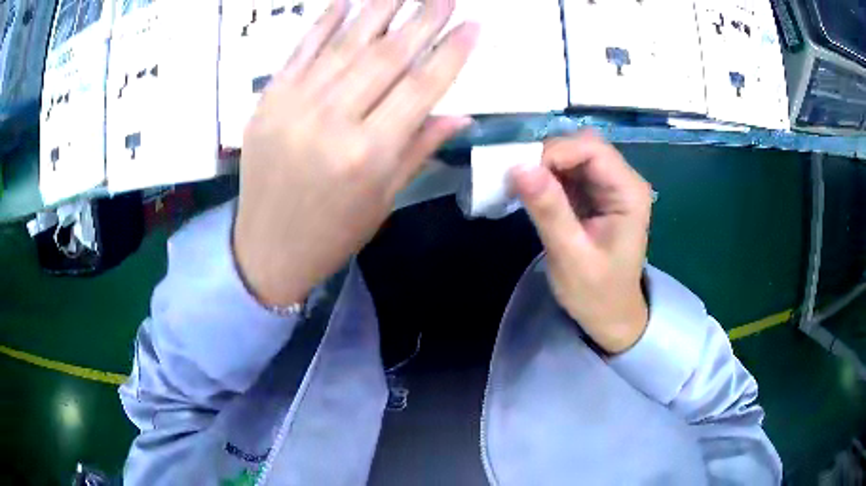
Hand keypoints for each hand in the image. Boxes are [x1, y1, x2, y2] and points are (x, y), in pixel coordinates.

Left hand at [234, 0, 477, 305]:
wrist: (266, 247)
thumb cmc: (332, 232)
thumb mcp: (384, 199)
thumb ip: (419, 148)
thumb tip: (460, 113)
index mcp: (369, 154)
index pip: (420, 88)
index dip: (451, 53)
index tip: (473, 26)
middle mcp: (332, 121)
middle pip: (387, 56)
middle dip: (422, 19)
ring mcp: (295, 104)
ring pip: (346, 44)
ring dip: (380, 9)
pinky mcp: (269, 98)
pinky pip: (302, 50)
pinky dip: (326, 21)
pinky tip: (347, 0)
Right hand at [510, 131, 653, 353]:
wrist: (609, 315)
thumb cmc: (597, 293)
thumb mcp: (570, 256)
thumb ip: (549, 211)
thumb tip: (518, 167)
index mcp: (629, 192)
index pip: (592, 149)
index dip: (555, 152)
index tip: (520, 173)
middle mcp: (622, 180)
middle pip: (581, 146)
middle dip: (546, 157)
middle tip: (515, 180)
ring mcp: (607, 185)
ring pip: (570, 155)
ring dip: (542, 166)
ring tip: (517, 187)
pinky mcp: (593, 193)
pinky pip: (566, 171)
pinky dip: (544, 177)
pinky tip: (529, 192)